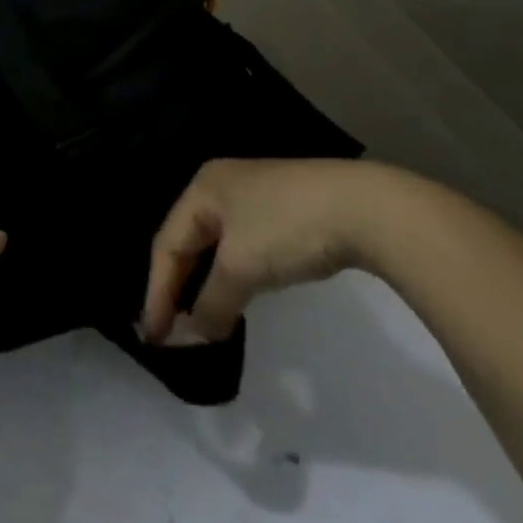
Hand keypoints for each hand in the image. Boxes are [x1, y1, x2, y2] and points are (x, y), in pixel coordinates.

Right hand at [141, 157, 384, 343]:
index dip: (157, 292)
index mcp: (202, 188)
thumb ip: (212, 304)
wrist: (368, 208)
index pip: (167, 245)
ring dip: (206, 284)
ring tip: (199, 319)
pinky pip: (242, 246)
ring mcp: (255, 196)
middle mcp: (222, 185)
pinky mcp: (284, 210)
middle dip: (178, 287)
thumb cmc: (289, 228)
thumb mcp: (242, 267)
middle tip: (169, 329)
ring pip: (216, 246)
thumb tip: (195, 336)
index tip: (154, 336)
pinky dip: (233, 275)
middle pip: (188, 242)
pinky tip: (237, 295)